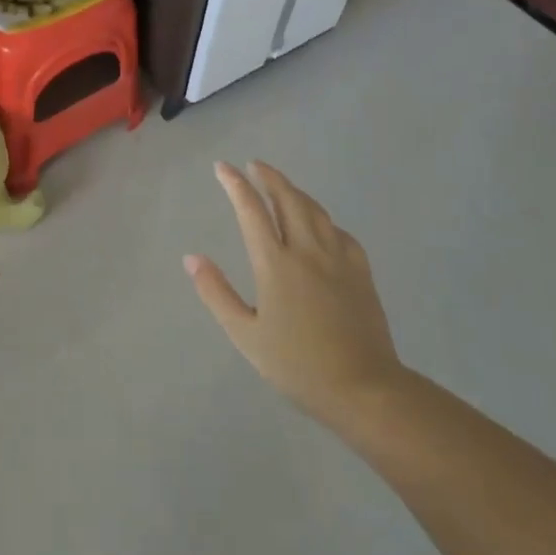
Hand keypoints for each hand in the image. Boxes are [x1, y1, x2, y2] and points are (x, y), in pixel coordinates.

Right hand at [187, 161, 404, 426]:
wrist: (363, 389)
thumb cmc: (297, 365)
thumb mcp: (245, 334)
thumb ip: (217, 293)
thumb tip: (192, 258)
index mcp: (275, 263)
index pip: (251, 210)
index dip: (235, 184)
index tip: (222, 167)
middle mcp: (307, 251)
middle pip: (288, 199)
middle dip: (269, 177)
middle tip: (255, 165)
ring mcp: (338, 259)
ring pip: (315, 210)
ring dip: (295, 192)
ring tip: (282, 187)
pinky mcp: (361, 272)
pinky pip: (340, 232)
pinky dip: (323, 219)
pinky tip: (321, 225)